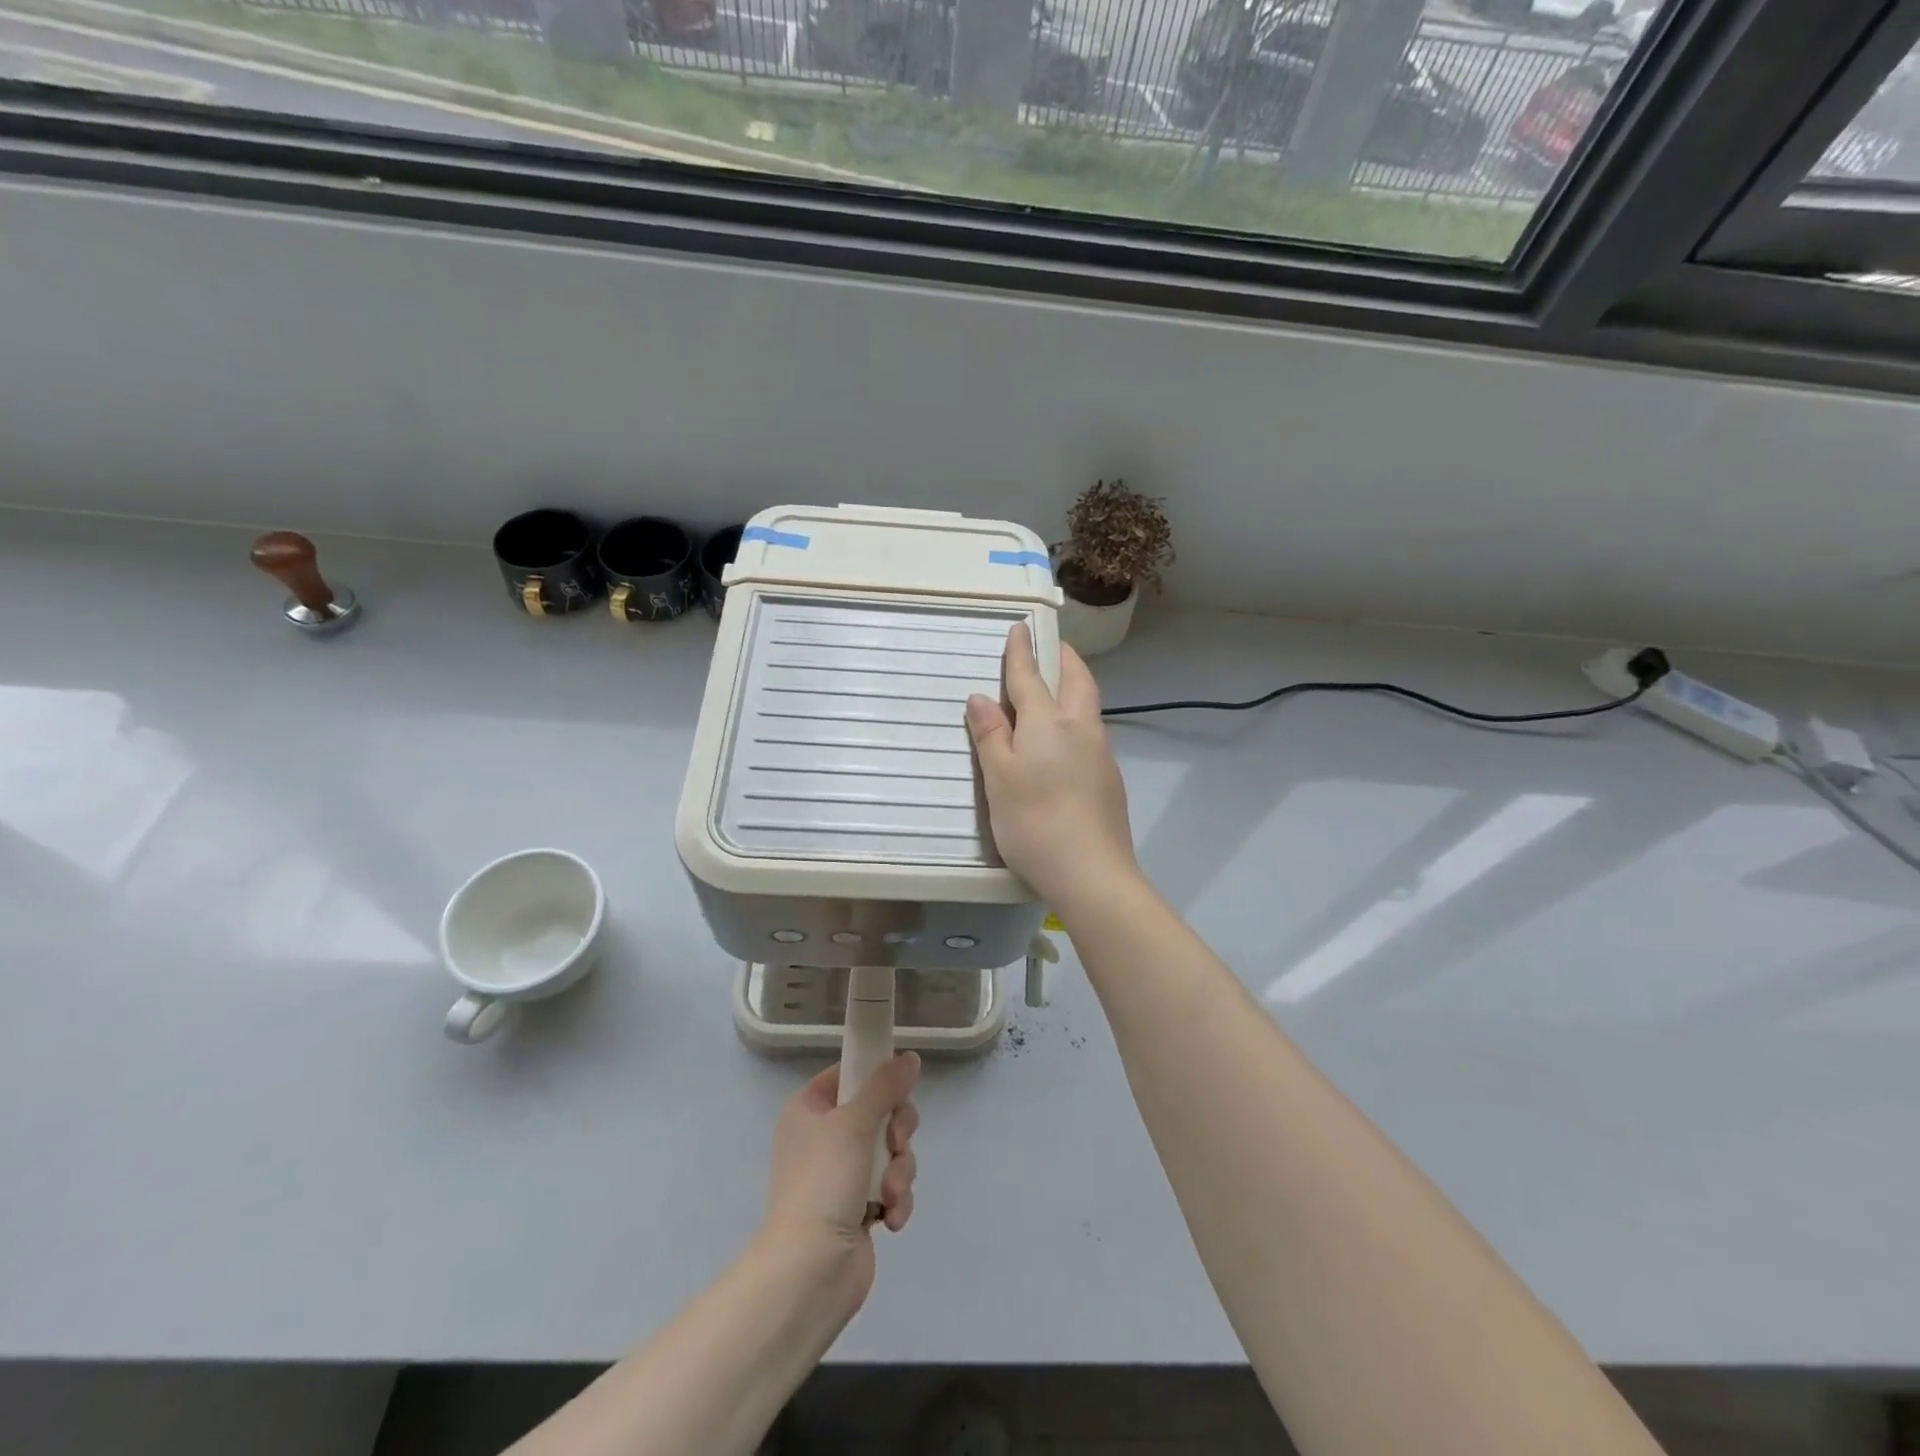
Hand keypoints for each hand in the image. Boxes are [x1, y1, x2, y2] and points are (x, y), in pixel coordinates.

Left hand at [761, 1052, 920, 1311]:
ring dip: (899, 1171)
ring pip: (891, 1150)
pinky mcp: (859, 1206)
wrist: (810, 1271)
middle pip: (879, 1111)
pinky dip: (896, 1199)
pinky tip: (890, 1218)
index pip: (849, 1074)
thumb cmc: (824, 1182)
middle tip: (896, 1143)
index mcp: (809, 1109)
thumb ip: (885, 1086)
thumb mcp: (854, 1122)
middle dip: (897, 1132)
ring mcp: (842, 1173)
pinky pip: (891, 1185)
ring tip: (889, 1194)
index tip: (898, 1087)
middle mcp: (823, 1137)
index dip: (876, 1078)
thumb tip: (910, 1057)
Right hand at [966, 623, 1138, 910]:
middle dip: (1063, 658)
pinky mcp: (1110, 780)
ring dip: (1075, 687)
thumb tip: (981, 698)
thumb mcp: (999, 778)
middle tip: (1051, 647)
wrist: (1093, 873)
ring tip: (1057, 688)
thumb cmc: (1034, 822)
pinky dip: (1078, 720)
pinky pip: (1092, 734)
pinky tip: (1065, 741)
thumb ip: (991, 735)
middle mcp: (1081, 730)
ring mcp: (1102, 755)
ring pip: (1089, 707)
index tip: (1019, 627)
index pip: (1032, 676)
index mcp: (1049, 723)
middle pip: (1077, 681)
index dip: (1022, 651)